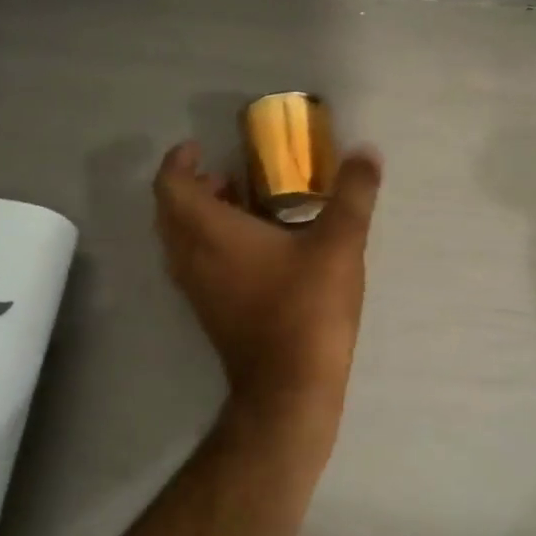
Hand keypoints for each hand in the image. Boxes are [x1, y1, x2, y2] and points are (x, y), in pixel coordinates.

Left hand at [153, 140, 382, 417]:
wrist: (288, 387)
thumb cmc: (306, 309)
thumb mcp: (339, 245)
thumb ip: (352, 195)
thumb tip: (366, 152)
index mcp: (210, 233)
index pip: (170, 186)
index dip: (177, 161)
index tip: (199, 148)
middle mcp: (191, 258)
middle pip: (169, 212)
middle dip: (191, 186)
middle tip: (226, 175)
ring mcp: (195, 290)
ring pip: (179, 241)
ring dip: (198, 216)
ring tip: (240, 205)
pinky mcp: (208, 313)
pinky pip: (193, 264)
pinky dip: (207, 244)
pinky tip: (252, 249)